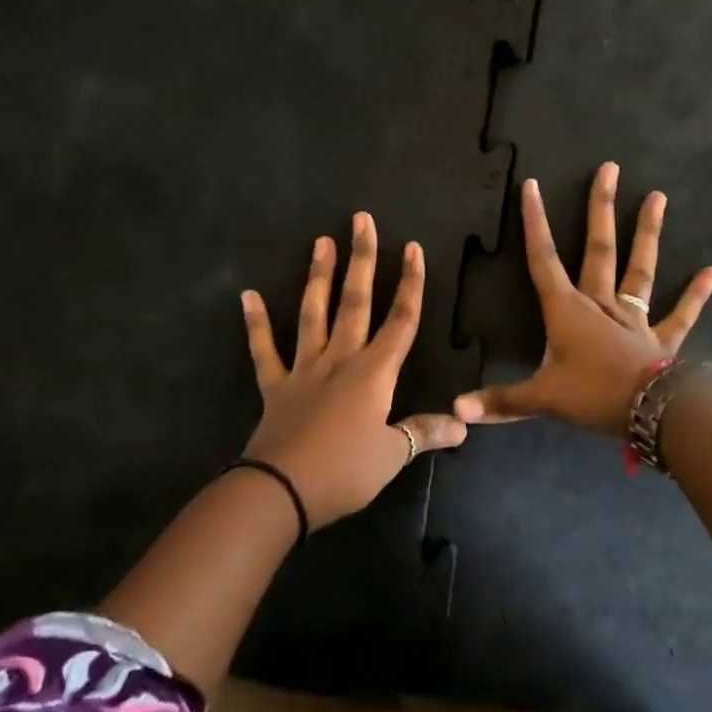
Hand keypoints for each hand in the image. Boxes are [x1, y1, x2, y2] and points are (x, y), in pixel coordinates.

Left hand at [240, 213, 466, 527]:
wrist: (282, 490)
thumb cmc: (345, 471)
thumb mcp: (393, 455)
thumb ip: (425, 432)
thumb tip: (464, 424)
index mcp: (374, 373)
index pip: (401, 320)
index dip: (410, 284)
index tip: (412, 248)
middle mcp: (341, 360)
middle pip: (356, 302)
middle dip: (363, 260)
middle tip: (361, 220)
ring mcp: (305, 369)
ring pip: (314, 313)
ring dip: (319, 276)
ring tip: (321, 241)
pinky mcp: (276, 386)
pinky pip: (264, 350)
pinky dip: (256, 323)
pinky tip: (247, 295)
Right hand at [455, 162, 711, 436]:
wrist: (653, 412)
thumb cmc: (594, 396)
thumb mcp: (542, 399)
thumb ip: (501, 401)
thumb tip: (456, 409)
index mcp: (568, 310)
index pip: (543, 259)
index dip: (535, 222)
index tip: (532, 185)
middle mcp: (601, 303)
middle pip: (598, 248)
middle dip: (601, 208)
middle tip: (610, 169)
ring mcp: (634, 318)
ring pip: (639, 269)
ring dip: (647, 233)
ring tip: (658, 197)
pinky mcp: (662, 339)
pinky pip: (681, 314)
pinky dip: (696, 294)